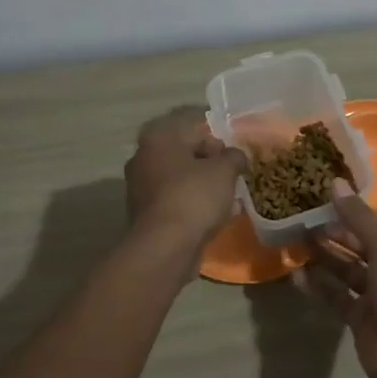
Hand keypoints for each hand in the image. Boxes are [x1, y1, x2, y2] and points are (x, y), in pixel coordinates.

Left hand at [124, 107, 249, 244]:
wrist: (166, 246)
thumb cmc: (194, 196)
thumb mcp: (224, 170)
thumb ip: (234, 157)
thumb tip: (236, 157)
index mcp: (158, 139)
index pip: (195, 131)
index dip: (219, 144)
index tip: (234, 161)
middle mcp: (143, 158)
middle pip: (186, 157)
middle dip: (212, 168)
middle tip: (233, 181)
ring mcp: (141, 188)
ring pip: (181, 182)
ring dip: (205, 189)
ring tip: (230, 203)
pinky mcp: (145, 215)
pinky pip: (176, 203)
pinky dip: (194, 208)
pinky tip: (216, 219)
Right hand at [298, 179, 376, 377]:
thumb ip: (358, 216)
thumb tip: (336, 183)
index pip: (376, 223)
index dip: (350, 210)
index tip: (320, 198)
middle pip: (359, 244)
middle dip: (333, 233)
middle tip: (300, 219)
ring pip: (346, 269)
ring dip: (323, 256)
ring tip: (294, 241)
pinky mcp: (360, 318)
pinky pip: (336, 295)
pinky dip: (318, 285)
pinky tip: (295, 275)